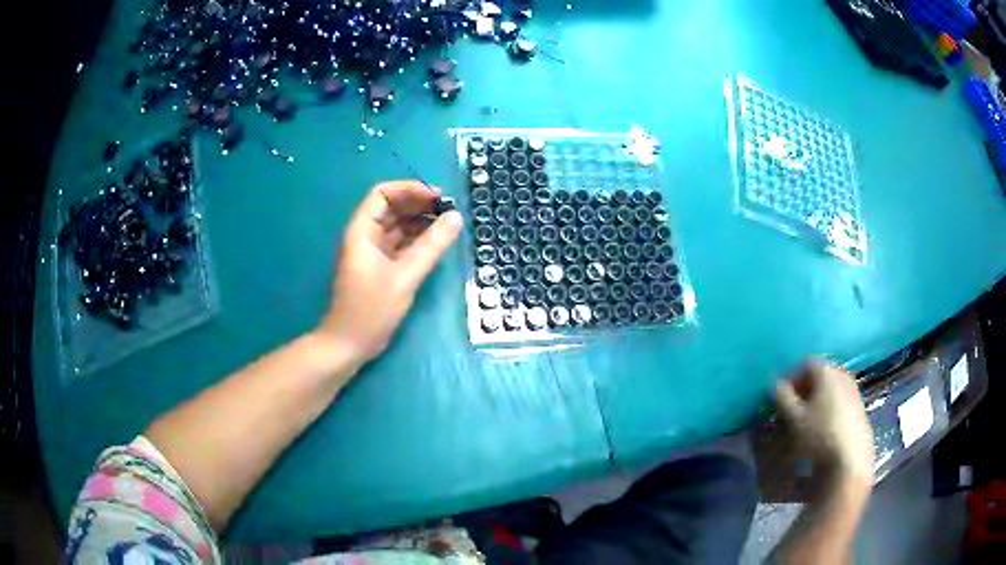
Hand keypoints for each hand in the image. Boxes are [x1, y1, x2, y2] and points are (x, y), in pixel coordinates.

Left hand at [317, 180, 461, 365]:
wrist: (349, 345)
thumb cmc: (371, 309)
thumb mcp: (405, 276)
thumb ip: (431, 246)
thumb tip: (456, 217)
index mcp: (362, 231)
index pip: (382, 194)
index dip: (410, 190)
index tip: (437, 198)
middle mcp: (365, 236)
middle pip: (391, 208)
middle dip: (418, 204)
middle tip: (449, 210)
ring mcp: (371, 252)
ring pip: (397, 226)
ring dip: (420, 222)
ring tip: (447, 225)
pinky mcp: (379, 267)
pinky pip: (399, 244)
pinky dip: (417, 240)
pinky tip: (436, 243)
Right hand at [775, 360, 874, 485]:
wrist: (850, 459)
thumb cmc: (820, 435)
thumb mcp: (794, 418)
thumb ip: (782, 397)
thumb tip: (774, 383)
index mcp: (827, 372)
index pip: (806, 364)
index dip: (792, 378)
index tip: (781, 397)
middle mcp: (843, 375)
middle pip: (820, 375)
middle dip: (805, 389)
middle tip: (793, 408)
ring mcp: (854, 391)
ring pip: (831, 389)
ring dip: (818, 400)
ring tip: (807, 421)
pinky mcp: (860, 408)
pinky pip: (841, 401)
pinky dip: (829, 409)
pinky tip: (824, 429)